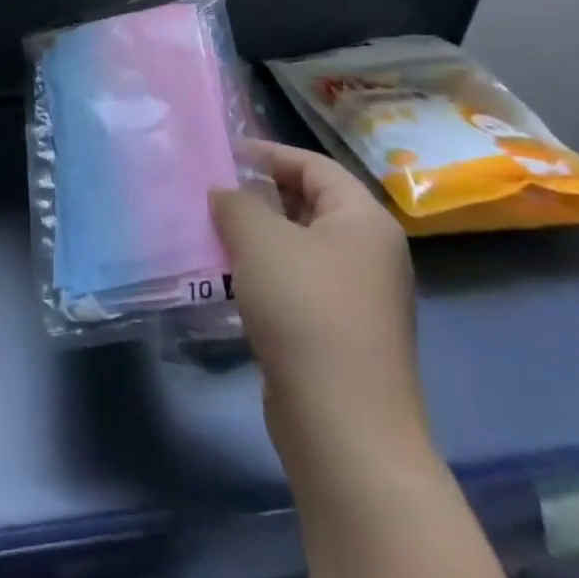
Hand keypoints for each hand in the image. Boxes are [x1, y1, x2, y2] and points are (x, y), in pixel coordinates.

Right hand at [209, 141, 426, 466]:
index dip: (267, 153)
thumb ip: (236, 202)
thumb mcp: (260, 240)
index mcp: (364, 220)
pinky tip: (227, 278)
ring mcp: (356, 294)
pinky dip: (263, 271)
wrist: (343, 424)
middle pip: (308, 203)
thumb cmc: (305, 311)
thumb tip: (224, 193)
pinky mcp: (339, 329)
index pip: (313, 166)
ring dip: (255, 235)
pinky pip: (296, 281)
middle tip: (209, 192)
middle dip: (257, 194)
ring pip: (298, 245)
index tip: (221, 153)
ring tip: (209, 230)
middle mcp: (369, 252)